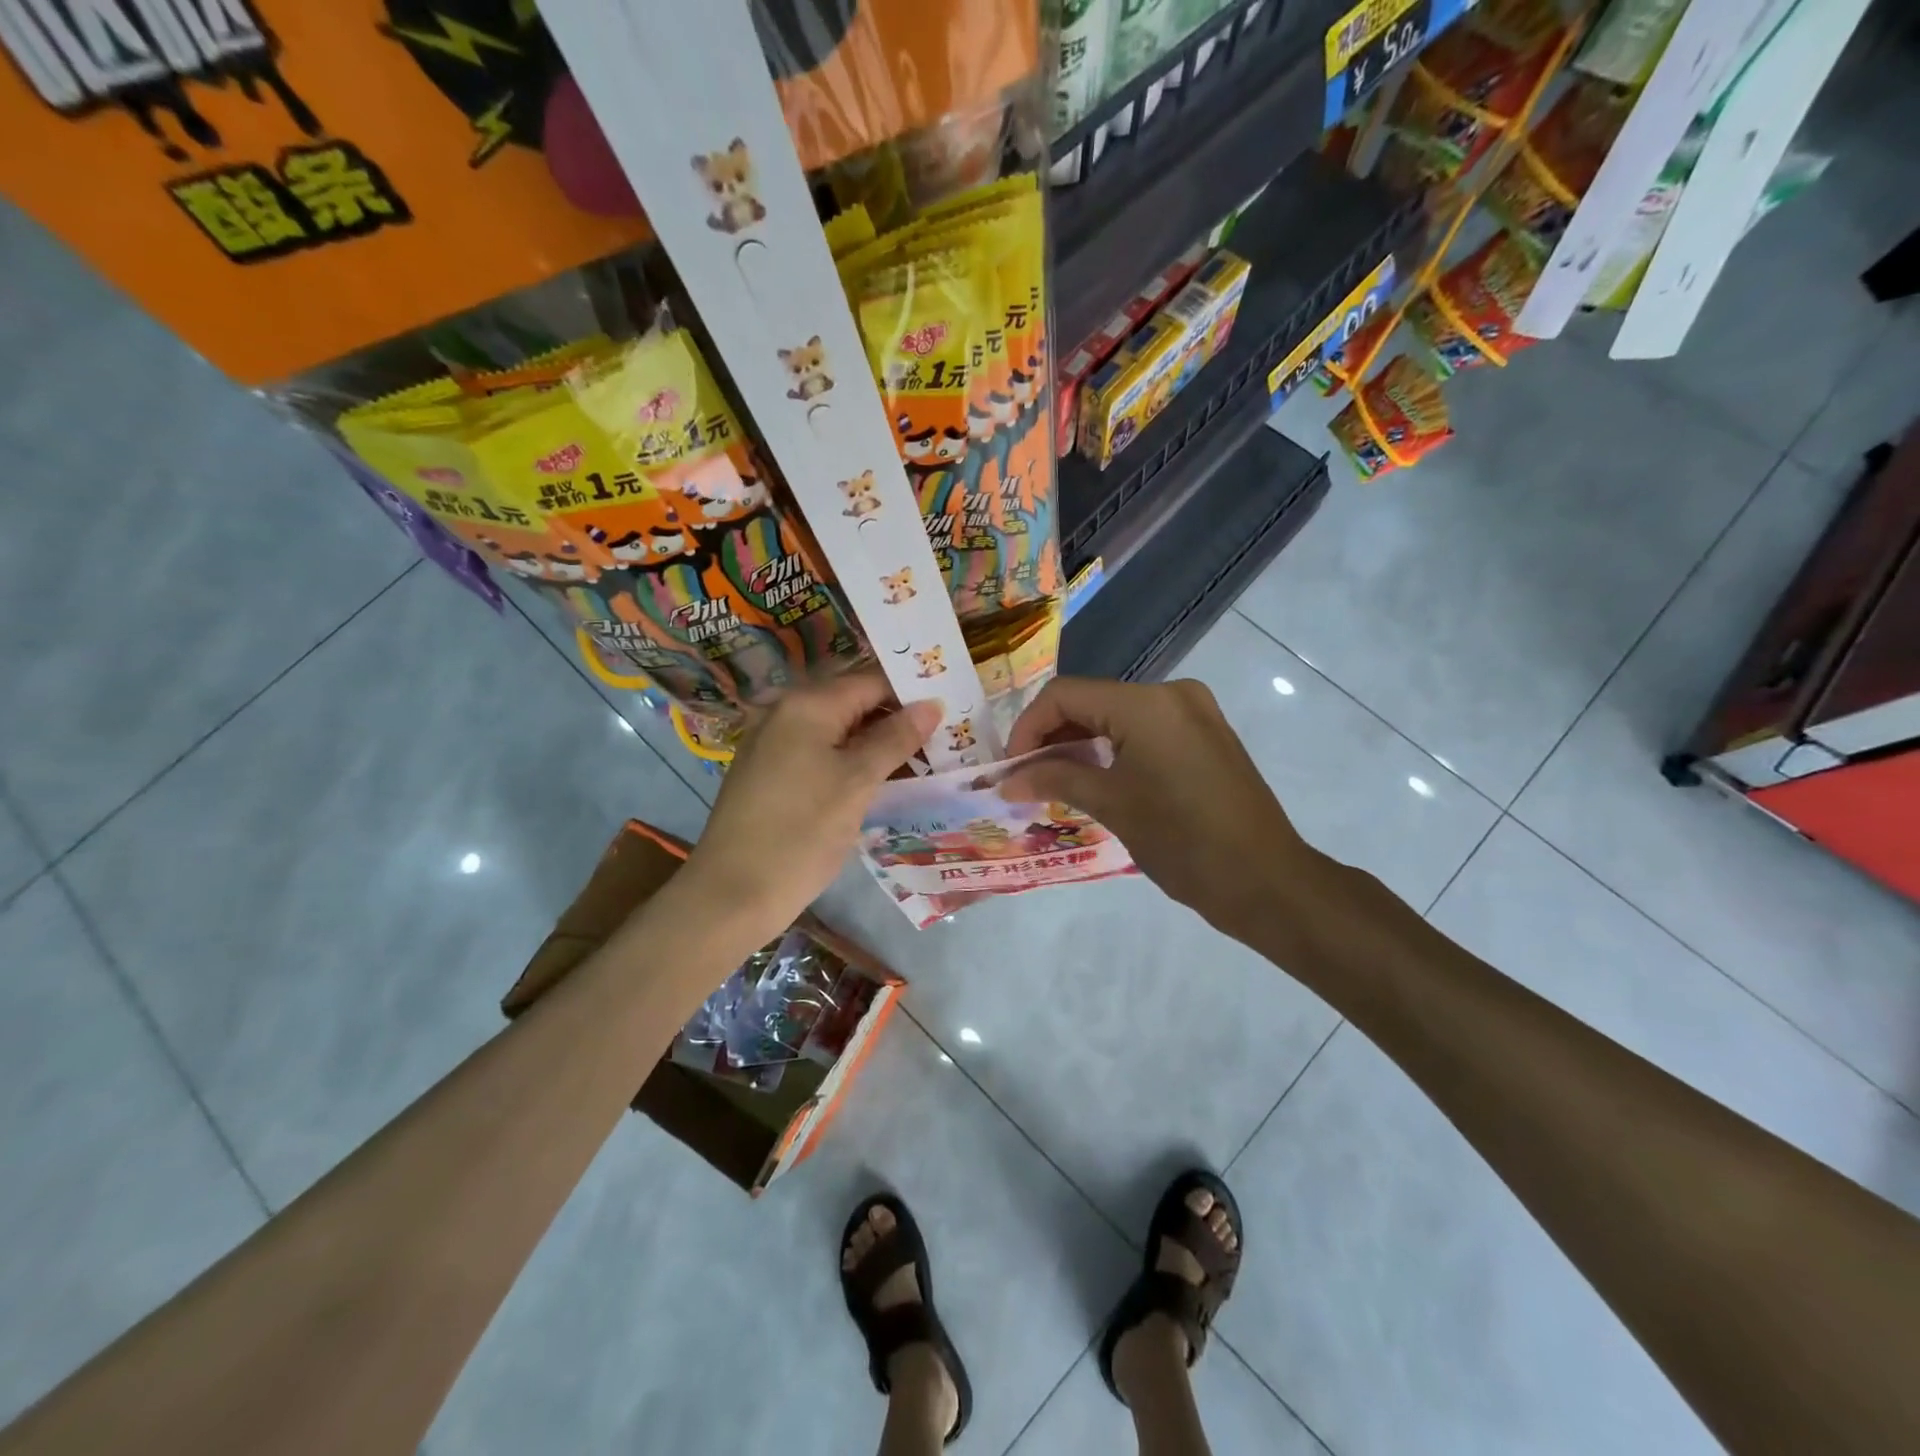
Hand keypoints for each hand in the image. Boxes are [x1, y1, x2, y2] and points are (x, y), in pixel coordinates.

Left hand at [677, 672, 938, 946]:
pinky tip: (878, 779)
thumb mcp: (857, 783)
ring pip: (836, 730)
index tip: (950, 713)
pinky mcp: (768, 772)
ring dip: (875, 742)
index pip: (870, 681)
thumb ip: (896, 738)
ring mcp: (772, 742)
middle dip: (895, 719)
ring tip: (920, 760)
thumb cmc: (801, 833)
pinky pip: (818, 751)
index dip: (911, 694)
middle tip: (942, 739)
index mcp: (806, 704)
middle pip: (852, 702)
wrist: (732, 894)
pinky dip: (849, 760)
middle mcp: (784, 712)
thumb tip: (932, 704)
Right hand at [998, 677, 1344, 947]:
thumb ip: (1055, 779)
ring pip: (1117, 716)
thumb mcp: (1112, 805)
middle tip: (1028, 778)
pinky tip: (1095, 778)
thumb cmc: (1183, 841)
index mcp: (1147, 703)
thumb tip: (1006, 780)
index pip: (1065, 695)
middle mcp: (1172, 694)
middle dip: (1053, 736)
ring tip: (1055, 782)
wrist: (1266, 881)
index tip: (1011, 768)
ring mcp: (1194, 713)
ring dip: (1081, 743)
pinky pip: (1145, 729)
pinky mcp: (1206, 735)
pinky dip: (1113, 748)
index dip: (1028, 728)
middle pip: (1091, 701)